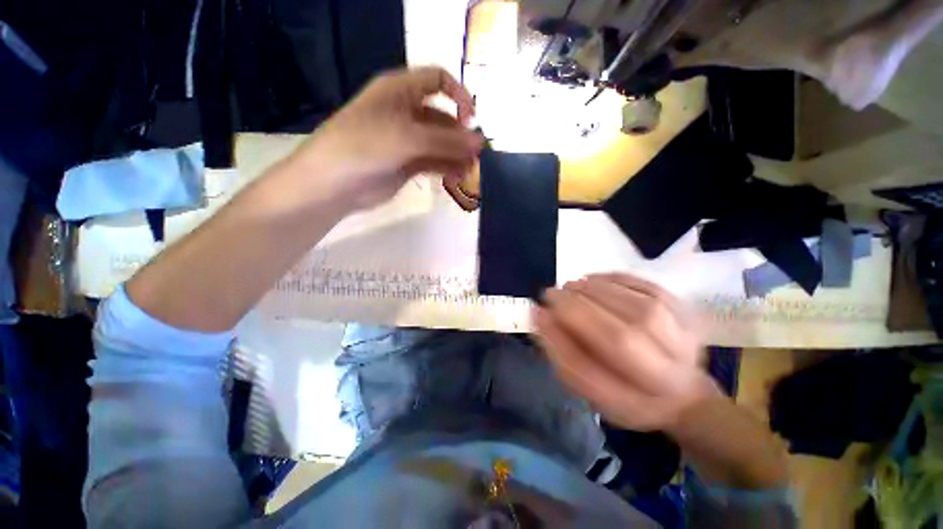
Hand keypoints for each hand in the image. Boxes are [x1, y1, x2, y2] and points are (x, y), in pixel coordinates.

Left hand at [289, 67, 482, 210]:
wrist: (335, 183)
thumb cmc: (365, 146)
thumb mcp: (407, 138)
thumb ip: (445, 141)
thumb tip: (479, 142)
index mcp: (399, 90)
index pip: (437, 80)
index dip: (458, 94)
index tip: (471, 119)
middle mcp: (405, 111)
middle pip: (442, 116)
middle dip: (460, 133)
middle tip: (476, 153)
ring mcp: (407, 140)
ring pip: (439, 142)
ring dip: (456, 154)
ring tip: (470, 168)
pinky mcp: (408, 164)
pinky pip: (434, 161)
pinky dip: (447, 167)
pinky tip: (459, 176)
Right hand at [532, 273, 720, 433]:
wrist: (682, 393)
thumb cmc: (623, 392)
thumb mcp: (586, 386)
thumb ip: (559, 351)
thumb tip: (539, 314)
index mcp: (633, 402)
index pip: (592, 372)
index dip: (559, 338)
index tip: (539, 311)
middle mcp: (665, 377)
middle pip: (620, 338)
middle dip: (577, 308)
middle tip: (553, 293)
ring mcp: (684, 342)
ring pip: (637, 308)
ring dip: (594, 290)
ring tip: (572, 286)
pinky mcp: (687, 314)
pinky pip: (649, 288)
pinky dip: (616, 279)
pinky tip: (594, 280)